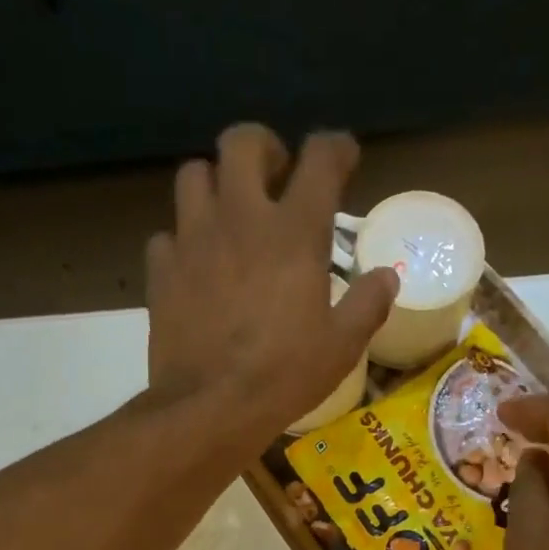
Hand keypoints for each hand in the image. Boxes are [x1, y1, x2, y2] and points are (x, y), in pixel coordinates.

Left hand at [144, 124, 397, 443]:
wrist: (212, 407)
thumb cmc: (284, 376)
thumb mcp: (342, 347)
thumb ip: (367, 304)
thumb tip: (386, 277)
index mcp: (294, 232)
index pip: (319, 158)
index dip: (335, 148)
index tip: (342, 158)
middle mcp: (241, 218)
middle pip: (242, 141)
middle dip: (263, 149)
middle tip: (274, 179)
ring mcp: (193, 240)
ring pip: (195, 175)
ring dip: (216, 185)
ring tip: (229, 217)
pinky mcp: (162, 270)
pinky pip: (167, 236)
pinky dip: (182, 243)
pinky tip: (195, 268)